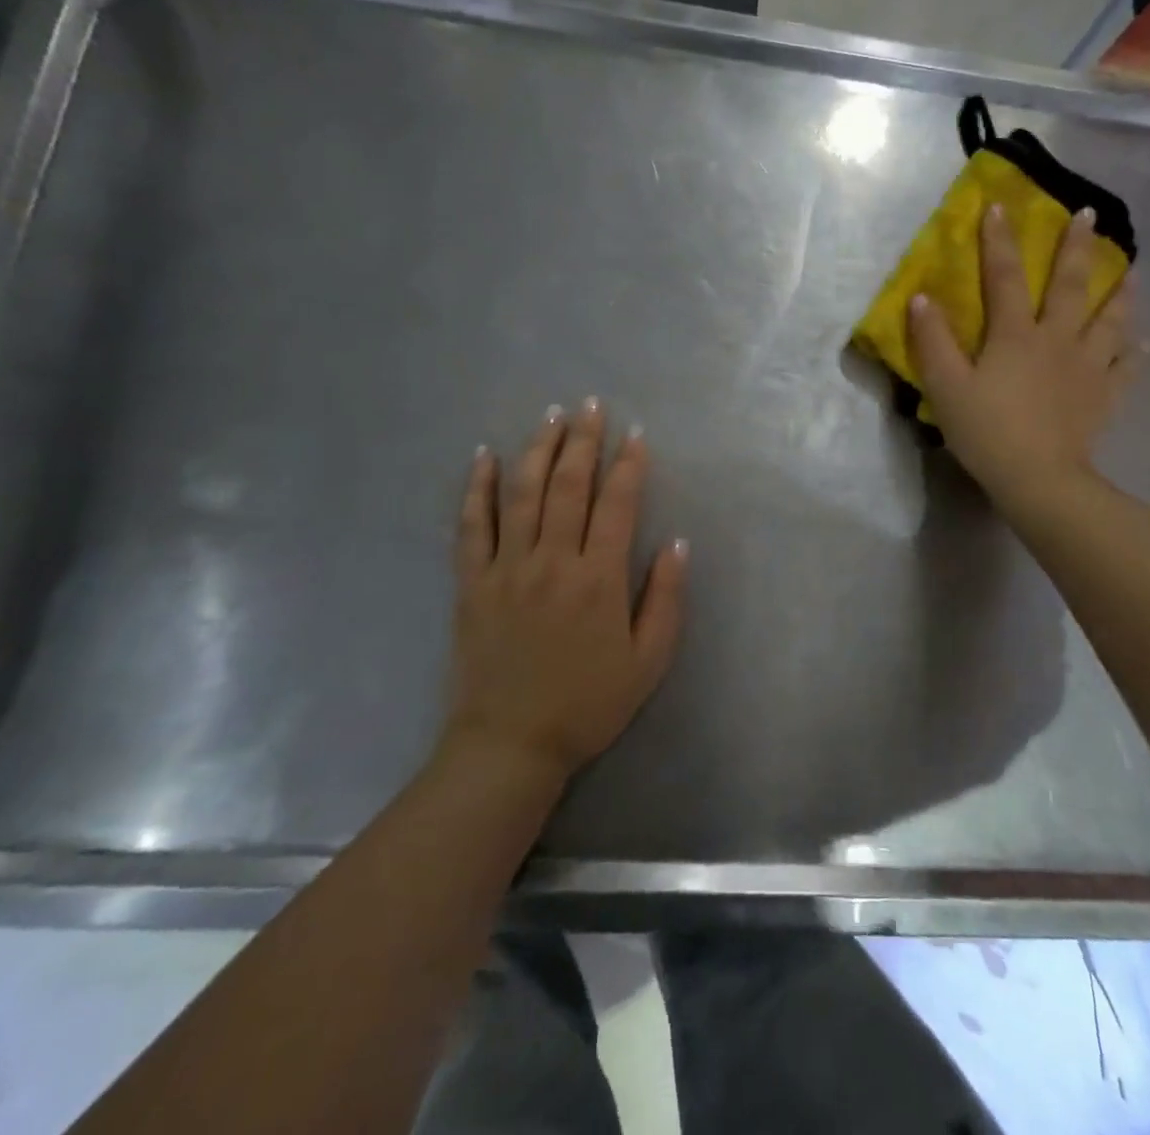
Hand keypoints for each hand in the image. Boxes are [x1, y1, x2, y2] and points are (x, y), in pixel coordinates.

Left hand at [445, 399, 689, 781]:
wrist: (511, 744)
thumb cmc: (588, 704)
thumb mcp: (648, 661)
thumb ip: (666, 599)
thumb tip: (678, 543)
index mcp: (599, 578)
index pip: (618, 504)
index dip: (629, 465)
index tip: (636, 434)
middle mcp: (553, 561)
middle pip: (569, 485)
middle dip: (583, 440)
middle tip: (591, 405)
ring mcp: (507, 568)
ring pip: (523, 493)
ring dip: (538, 449)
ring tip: (550, 415)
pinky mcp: (472, 583)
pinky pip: (472, 525)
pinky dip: (478, 488)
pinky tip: (484, 457)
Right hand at [908, 204, 1133, 516]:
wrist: (1039, 479)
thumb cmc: (987, 432)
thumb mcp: (946, 387)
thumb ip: (932, 341)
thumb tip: (921, 297)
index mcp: (1016, 335)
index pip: (1006, 277)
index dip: (999, 241)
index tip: (999, 205)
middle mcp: (1057, 340)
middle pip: (1071, 286)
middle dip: (1077, 248)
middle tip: (1090, 216)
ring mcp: (1087, 367)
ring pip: (1110, 320)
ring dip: (1120, 292)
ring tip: (1132, 270)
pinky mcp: (1104, 396)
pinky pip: (1126, 368)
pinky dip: (1138, 353)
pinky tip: (1147, 344)